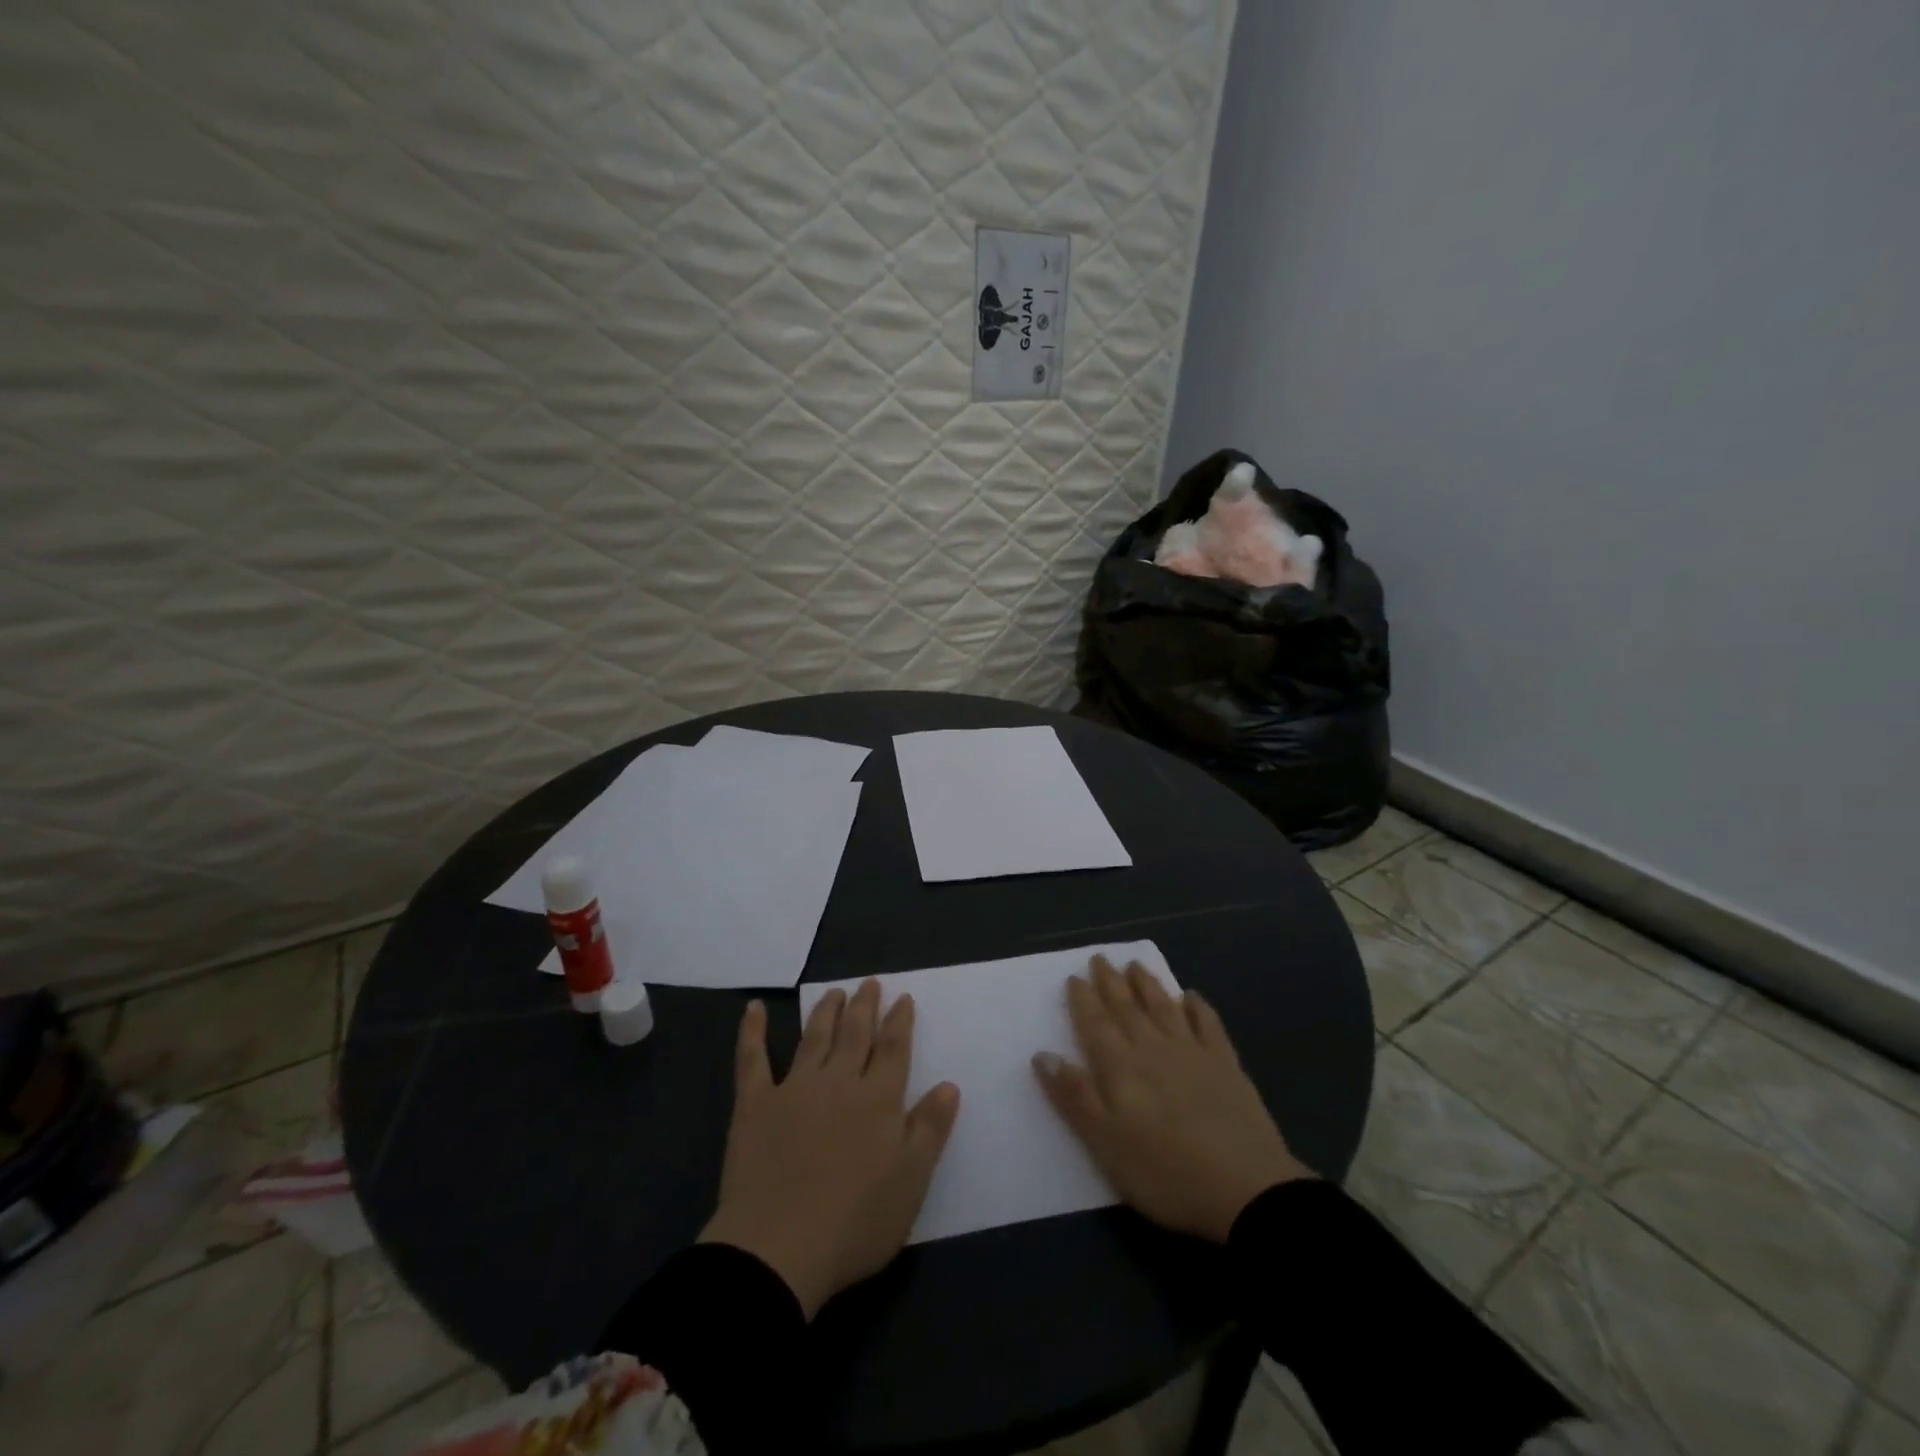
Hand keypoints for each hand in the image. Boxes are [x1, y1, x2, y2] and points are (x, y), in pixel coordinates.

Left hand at [700, 982, 960, 1317]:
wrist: (778, 1248)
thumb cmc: (855, 1222)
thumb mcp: (911, 1181)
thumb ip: (930, 1128)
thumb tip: (949, 1084)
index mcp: (878, 1100)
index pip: (893, 1049)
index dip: (900, 1021)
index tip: (903, 998)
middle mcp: (838, 1082)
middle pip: (855, 1034)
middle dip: (865, 1007)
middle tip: (870, 983)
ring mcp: (794, 1089)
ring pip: (813, 1037)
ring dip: (825, 1011)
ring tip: (835, 992)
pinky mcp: (755, 1105)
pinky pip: (752, 1059)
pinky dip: (752, 1031)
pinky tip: (753, 1009)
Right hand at [1033, 956, 1311, 1242]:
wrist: (1245, 1189)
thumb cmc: (1164, 1172)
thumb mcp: (1105, 1143)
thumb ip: (1074, 1096)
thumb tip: (1043, 1054)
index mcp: (1121, 1067)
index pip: (1095, 1024)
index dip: (1083, 1000)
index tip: (1075, 977)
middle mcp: (1153, 1048)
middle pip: (1127, 1008)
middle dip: (1111, 982)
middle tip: (1100, 958)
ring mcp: (1193, 1053)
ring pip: (1163, 1007)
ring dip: (1147, 984)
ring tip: (1135, 965)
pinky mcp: (1226, 1065)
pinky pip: (1208, 1024)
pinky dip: (1197, 1007)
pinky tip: (1191, 996)